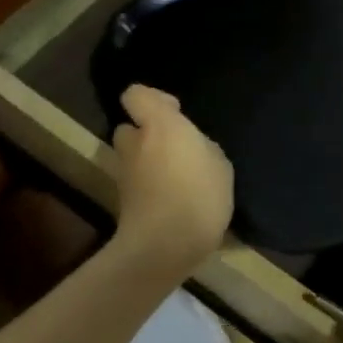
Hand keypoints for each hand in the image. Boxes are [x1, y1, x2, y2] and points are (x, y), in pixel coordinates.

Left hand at [111, 85, 233, 282]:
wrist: (163, 247)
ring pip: (131, 155)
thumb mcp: (220, 165)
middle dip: (146, 133)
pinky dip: (147, 184)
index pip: (135, 95)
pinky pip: (136, 181)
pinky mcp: (122, 200)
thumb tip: (193, 148)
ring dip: (146, 159)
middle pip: (129, 127)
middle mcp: (136, 142)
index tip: (175, 113)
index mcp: (161, 125)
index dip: (152, 99)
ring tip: (174, 175)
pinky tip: (171, 198)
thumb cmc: (198, 196)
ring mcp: (125, 172)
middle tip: (173, 147)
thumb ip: (202, 147)